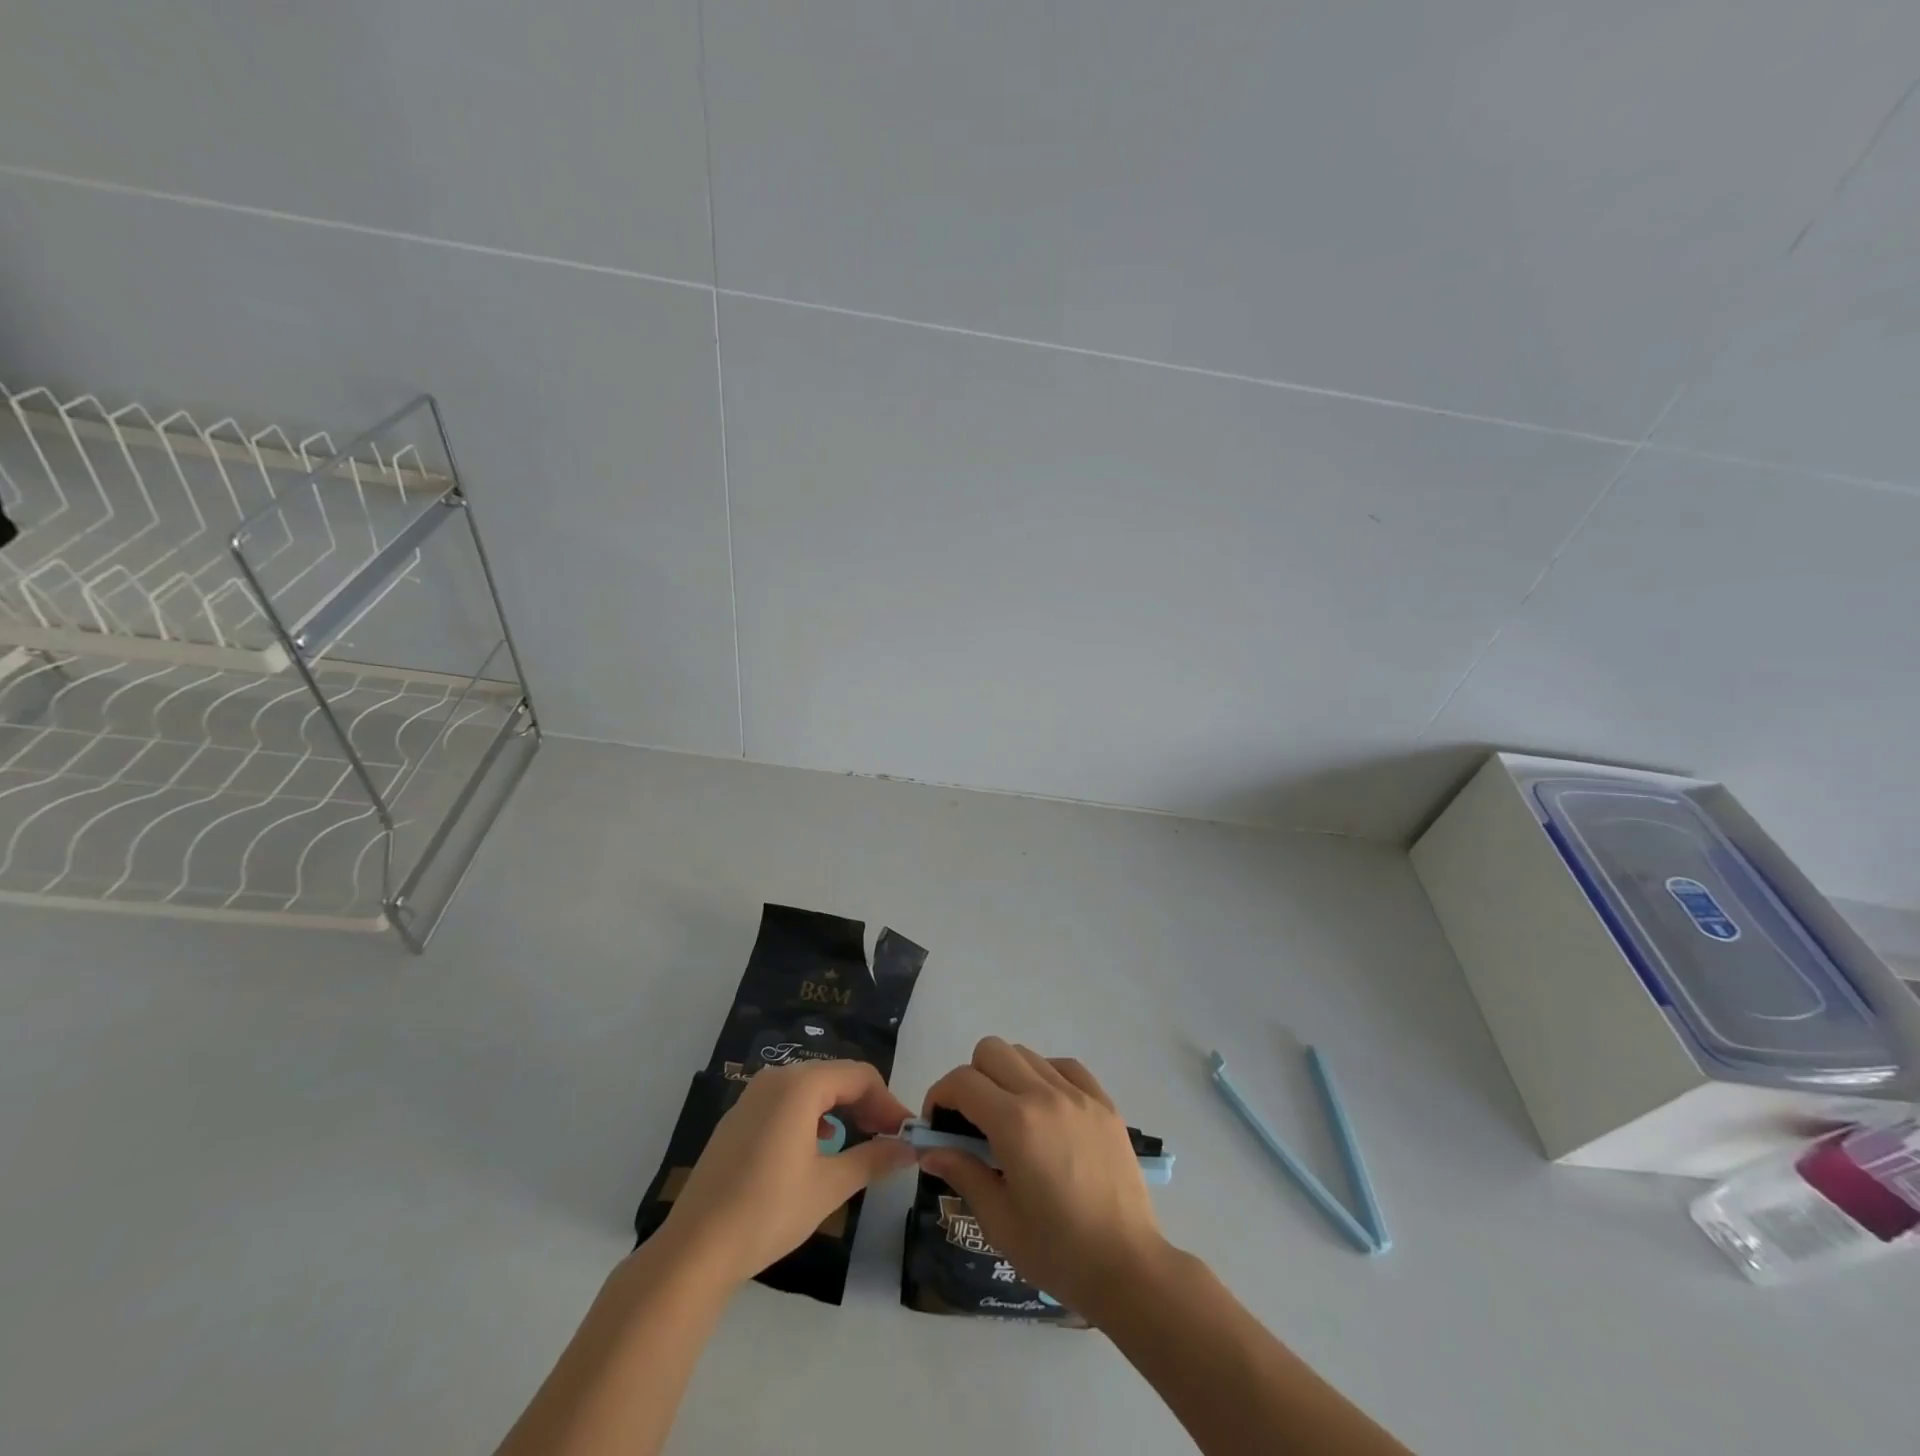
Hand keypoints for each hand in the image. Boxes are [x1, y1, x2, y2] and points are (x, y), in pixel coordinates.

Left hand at [659, 1061, 917, 1289]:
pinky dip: (811, 1116)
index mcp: (800, 1085)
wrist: (695, 1249)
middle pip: (835, 1076)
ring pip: (811, 1088)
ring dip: (840, 1109)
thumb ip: (873, 1159)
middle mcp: (776, 1078)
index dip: (887, 1101)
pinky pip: (786, 1102)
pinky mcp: (738, 1118)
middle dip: (866, 1104)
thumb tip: (908, 1149)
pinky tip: (817, 1148)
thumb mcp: (829, 1186)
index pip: (859, 1076)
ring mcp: (752, 1096)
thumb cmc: (768, 1211)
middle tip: (887, 1139)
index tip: (904, 1134)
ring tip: (858, 1143)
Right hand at [918, 1037, 1166, 1322]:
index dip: (940, 1096)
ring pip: (1027, 1054)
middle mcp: (1045, 1095)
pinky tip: (1047, 1111)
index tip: (938, 1124)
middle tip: (972, 1120)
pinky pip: (1065, 1066)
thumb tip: (930, 1150)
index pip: (963, 1082)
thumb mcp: (999, 1221)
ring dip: (1007, 1075)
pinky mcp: (1104, 1102)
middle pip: (991, 1050)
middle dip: (971, 1078)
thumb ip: (963, 1173)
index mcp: (1015, 1124)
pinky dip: (1046, 1076)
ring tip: (1011, 1118)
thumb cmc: (1057, 1252)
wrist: (1128, 1266)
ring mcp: (1078, 1094)